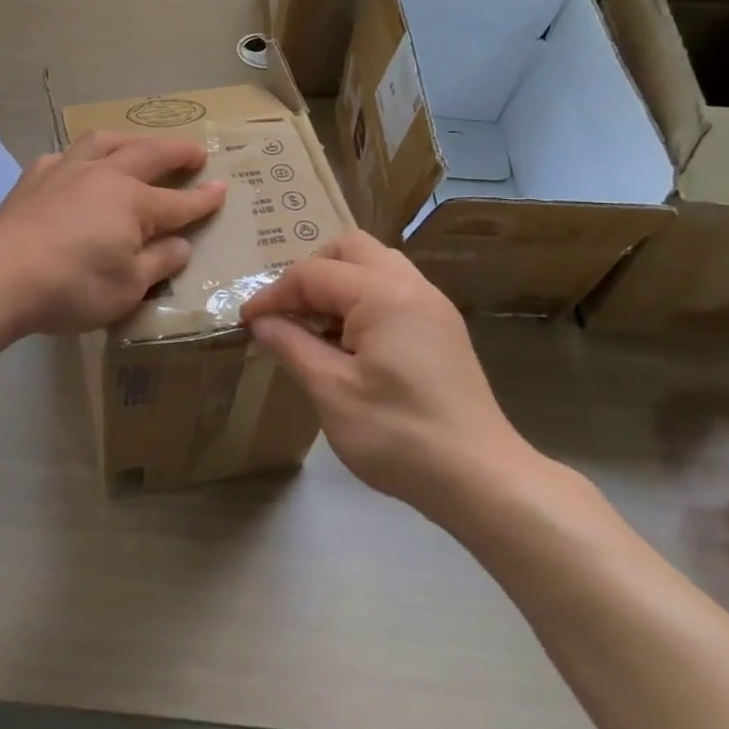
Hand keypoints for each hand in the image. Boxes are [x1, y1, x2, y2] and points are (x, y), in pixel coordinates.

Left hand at [0, 131, 226, 337]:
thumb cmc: (72, 287)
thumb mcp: (128, 288)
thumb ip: (159, 263)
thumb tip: (181, 245)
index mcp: (133, 203)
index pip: (179, 201)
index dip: (204, 198)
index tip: (224, 189)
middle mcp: (104, 175)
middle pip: (149, 154)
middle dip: (177, 152)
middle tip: (196, 152)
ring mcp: (66, 170)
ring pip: (104, 141)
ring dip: (129, 140)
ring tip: (138, 145)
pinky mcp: (34, 178)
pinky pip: (65, 156)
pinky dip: (81, 158)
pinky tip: (78, 168)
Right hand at [240, 231, 541, 514]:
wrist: (481, 478)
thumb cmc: (399, 435)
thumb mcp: (331, 391)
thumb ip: (292, 346)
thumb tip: (261, 322)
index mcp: (383, 294)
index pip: (313, 274)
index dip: (273, 295)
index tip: (246, 322)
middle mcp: (411, 285)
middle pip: (349, 249)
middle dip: (310, 274)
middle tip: (288, 313)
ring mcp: (433, 305)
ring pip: (375, 265)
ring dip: (338, 285)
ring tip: (316, 327)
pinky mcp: (442, 328)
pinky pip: (393, 290)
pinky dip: (362, 300)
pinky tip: (350, 344)